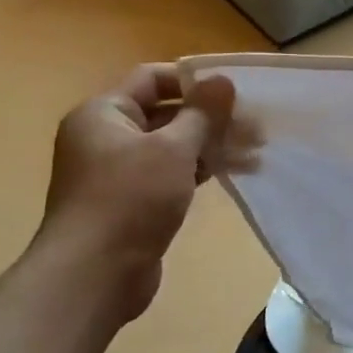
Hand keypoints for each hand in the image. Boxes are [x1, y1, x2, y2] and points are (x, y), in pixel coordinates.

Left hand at [34, 64, 260, 319]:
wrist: (95, 273)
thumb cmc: (130, 198)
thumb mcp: (173, 148)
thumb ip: (202, 113)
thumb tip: (222, 80)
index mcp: (104, 113)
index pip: (152, 78)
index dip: (193, 80)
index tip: (235, 90)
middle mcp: (106, 136)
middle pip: (166, 112)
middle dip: (212, 118)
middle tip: (257, 126)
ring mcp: (118, 171)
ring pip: (173, 145)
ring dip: (213, 145)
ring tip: (256, 153)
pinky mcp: (132, 201)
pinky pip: (171, 173)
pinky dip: (200, 169)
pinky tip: (234, 173)